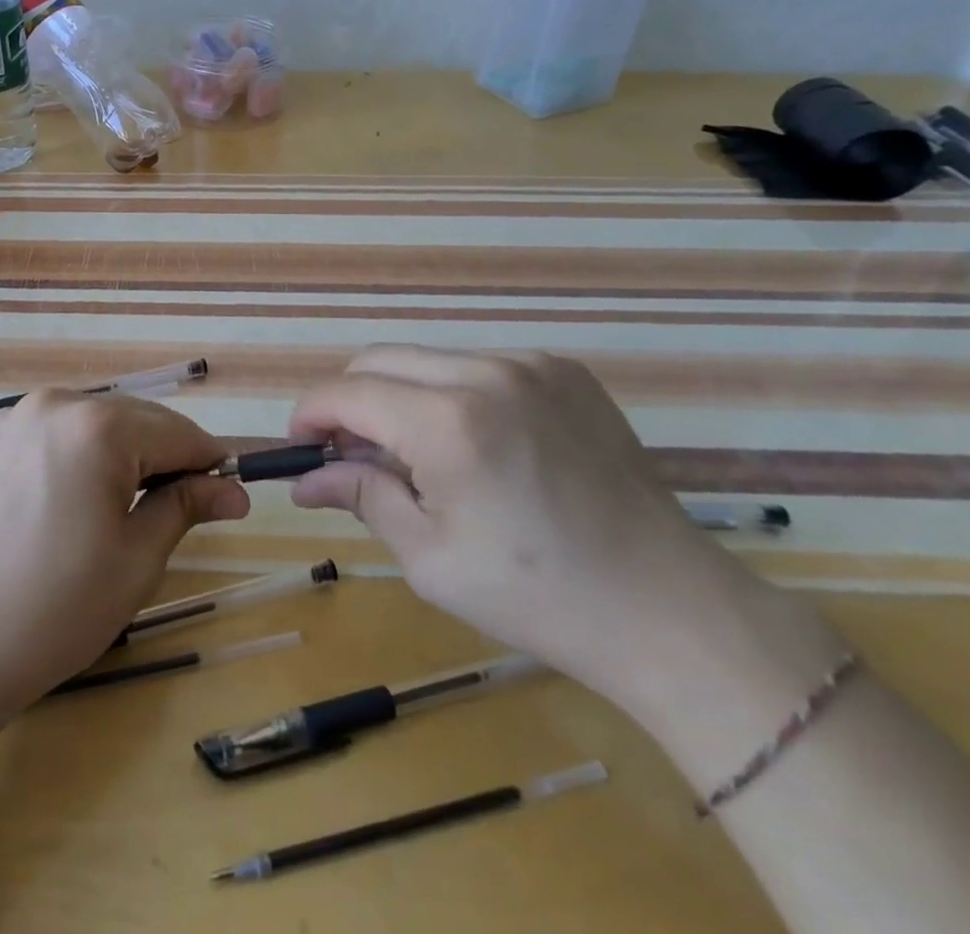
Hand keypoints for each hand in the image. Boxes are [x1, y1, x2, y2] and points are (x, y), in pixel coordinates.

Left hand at [0, 391, 249, 717]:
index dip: (208, 461)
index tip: (229, 491)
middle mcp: (51, 405)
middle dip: (161, 455)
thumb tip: (233, 489)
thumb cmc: (53, 610)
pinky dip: (64, 457)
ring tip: (116, 505)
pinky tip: (57, 503)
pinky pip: (39, 436)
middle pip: (129, 419)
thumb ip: (185, 507)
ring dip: (112, 453)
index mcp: (97, 427)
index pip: (176, 432)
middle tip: (179, 503)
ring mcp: (5, 420)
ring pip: (83, 424)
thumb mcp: (135, 560)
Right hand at [288, 346, 830, 716]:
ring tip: (417, 456)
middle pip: (380, 360)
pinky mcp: (565, 370)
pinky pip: (481, 366)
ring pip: (429, 360)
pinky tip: (477, 445)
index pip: (347, 392)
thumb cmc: (536, 596)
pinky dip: (454, 394)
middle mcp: (487, 371)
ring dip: (402, 397)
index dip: (311, 414)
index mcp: (449, 421)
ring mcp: (532, 364)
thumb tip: (305, 480)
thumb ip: (361, 496)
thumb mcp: (430, 557)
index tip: (300, 446)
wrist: (668, 610)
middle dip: (351, 401)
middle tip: (352, 455)